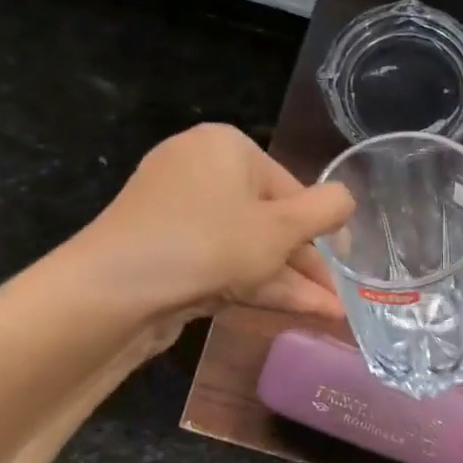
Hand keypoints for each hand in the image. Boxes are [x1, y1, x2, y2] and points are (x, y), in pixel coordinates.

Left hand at [70, 124, 353, 320]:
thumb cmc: (209, 243)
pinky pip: (223, 264)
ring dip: (292, 282)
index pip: (290, 186)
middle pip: (269, 219)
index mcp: (226, 148)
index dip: (322, 227)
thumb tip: (347, 199)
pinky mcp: (166, 254)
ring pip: (249, 248)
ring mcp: (178, 216)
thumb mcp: (282, 227)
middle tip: (342, 295)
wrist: (114, 292)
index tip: (348, 260)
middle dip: (309, 262)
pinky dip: (258, 286)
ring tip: (333, 314)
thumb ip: (326, 210)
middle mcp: (200, 172)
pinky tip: (299, 311)